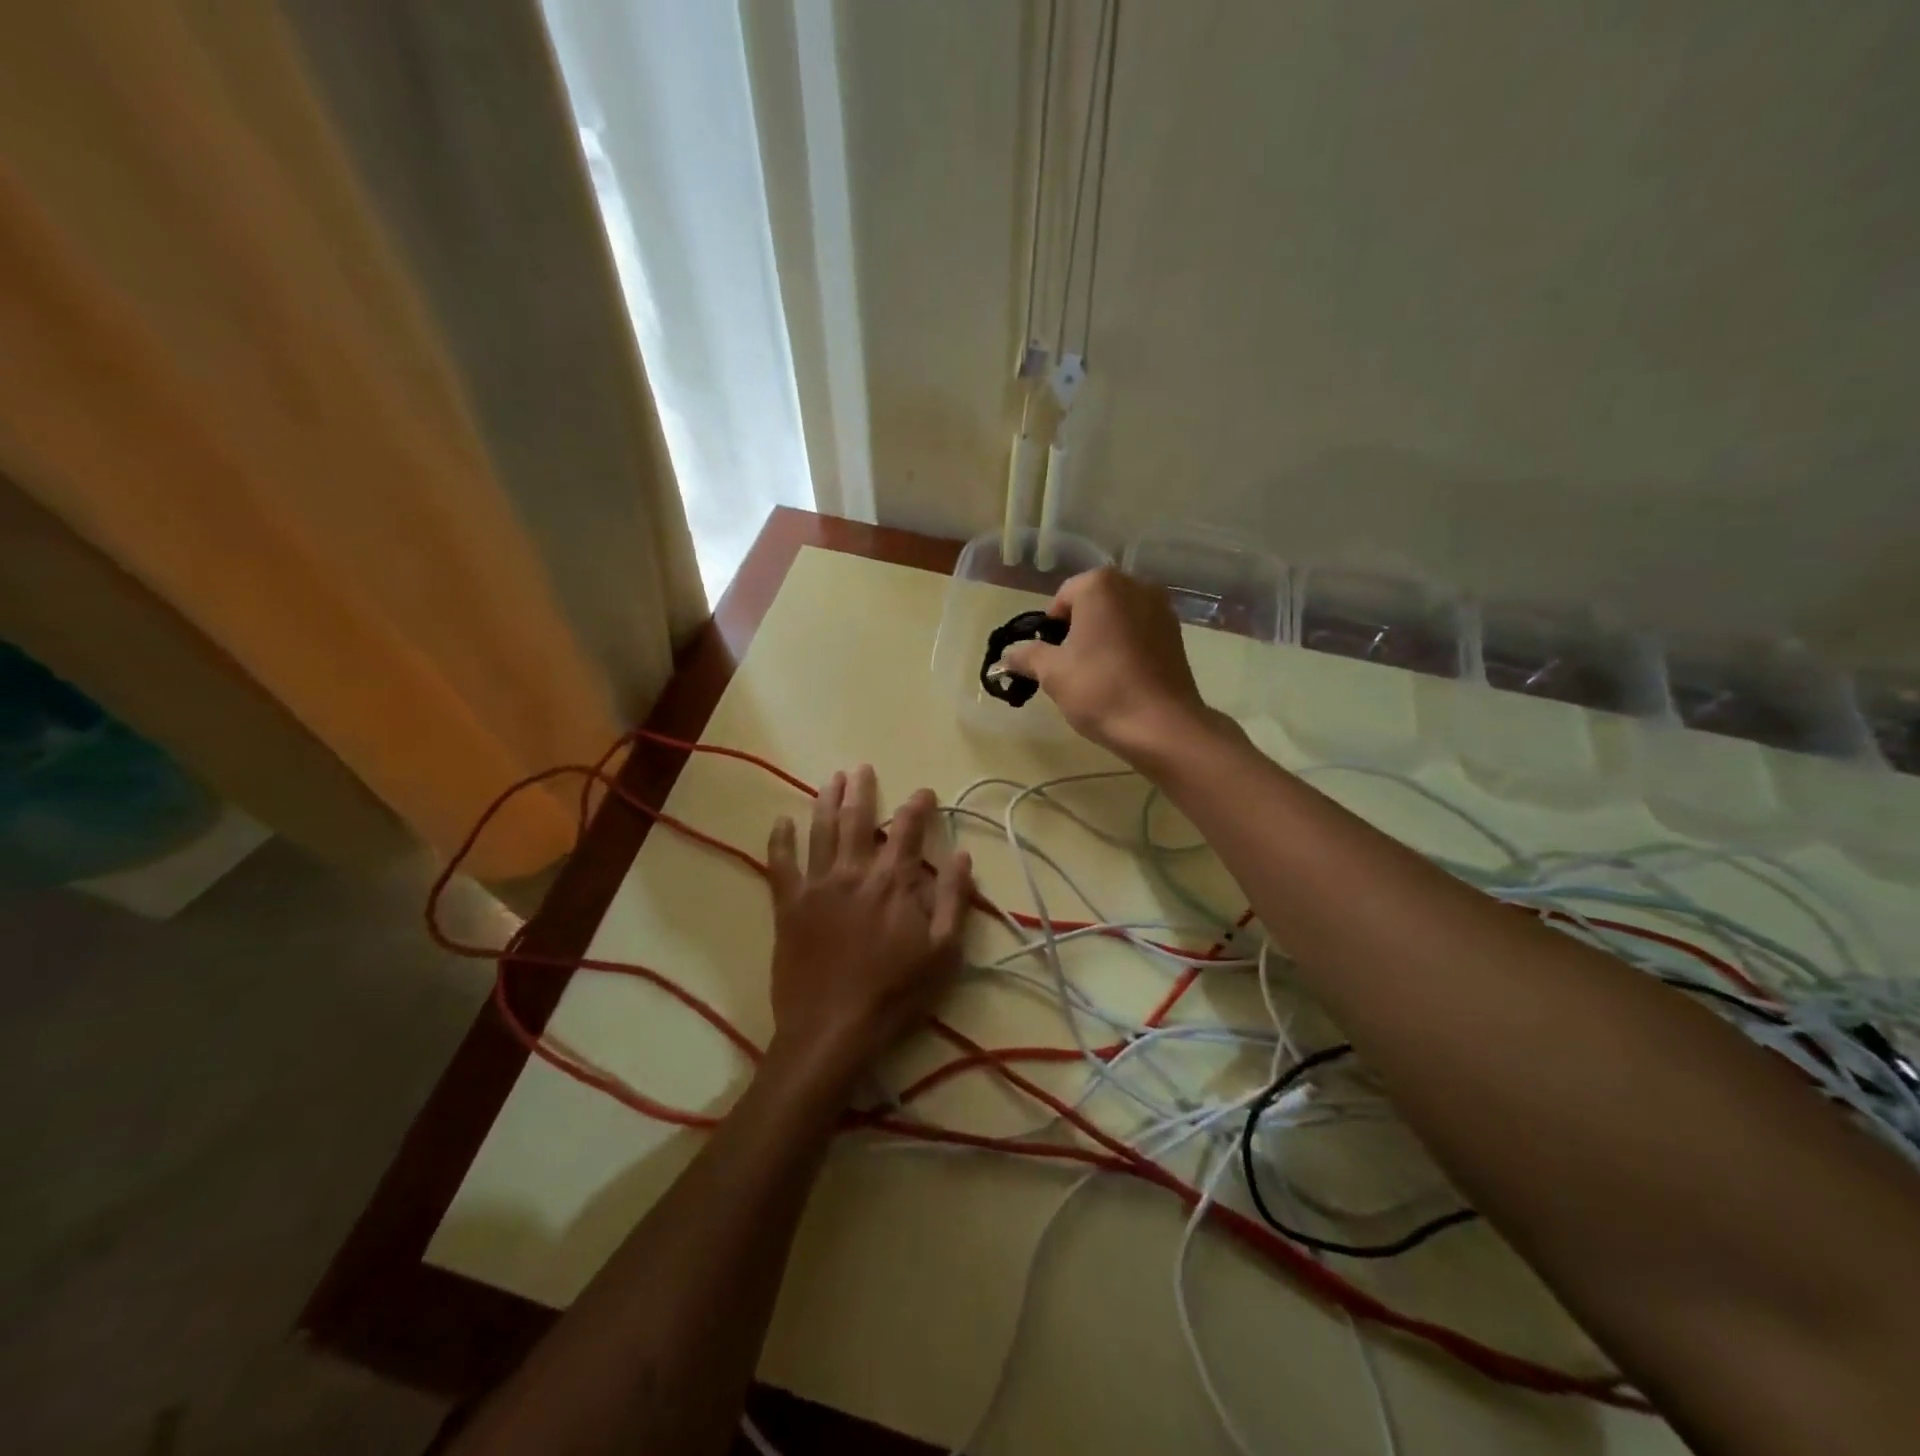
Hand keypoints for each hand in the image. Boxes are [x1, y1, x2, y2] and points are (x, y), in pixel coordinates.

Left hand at [762, 765, 972, 1092]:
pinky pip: (780, 864)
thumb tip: (961, 855)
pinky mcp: (788, 906)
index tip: (923, 792)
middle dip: (863, 790)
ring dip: (826, 802)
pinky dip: (779, 840)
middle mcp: (854, 872)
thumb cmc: (895, 992)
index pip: (908, 830)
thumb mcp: (943, 952)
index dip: (918, 806)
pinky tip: (780, 821)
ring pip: (821, 832)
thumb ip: (954, 900)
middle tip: (863, 768)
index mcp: (893, 881)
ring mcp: (817, 886)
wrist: (832, 1028)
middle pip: (859, 820)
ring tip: (831, 780)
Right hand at [997, 567, 1212, 761]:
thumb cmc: (1099, 689)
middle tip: (1068, 667)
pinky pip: (1139, 633)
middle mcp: (1135, 586)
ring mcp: (1161, 608)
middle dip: (1076, 630)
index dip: (1049, 629)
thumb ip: (1027, 656)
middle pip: (1092, 604)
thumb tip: (1006, 656)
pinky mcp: (1176, 635)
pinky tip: (1120, 677)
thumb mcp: (1051, 673)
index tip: (1048, 658)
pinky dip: (1126, 647)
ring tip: (1094, 674)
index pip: (1062, 598)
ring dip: (1102, 638)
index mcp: (1101, 585)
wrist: (1161, 726)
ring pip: (1117, 618)